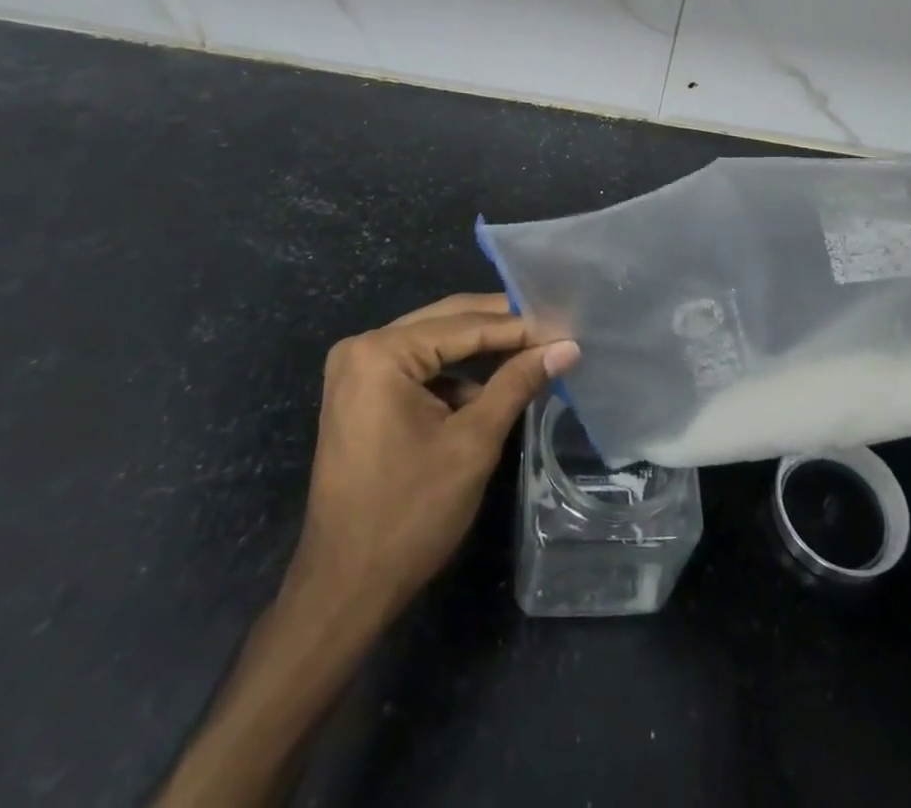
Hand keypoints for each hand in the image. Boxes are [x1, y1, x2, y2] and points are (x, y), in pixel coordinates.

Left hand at [290, 293, 579, 623]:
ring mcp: (357, 370)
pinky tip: (493, 385)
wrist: (344, 589)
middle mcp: (362, 347)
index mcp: (381, 353)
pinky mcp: (361, 394)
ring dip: (480, 349)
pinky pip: (418, 367)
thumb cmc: (409, 515)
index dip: (519, 326)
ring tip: (533, 352)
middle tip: (553, 328)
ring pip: (434, 343)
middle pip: (446, 322)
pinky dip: (455, 374)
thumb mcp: (473, 443)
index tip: (564, 325)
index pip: (464, 324)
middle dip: (500, 327)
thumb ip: (517, 384)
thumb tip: (566, 347)